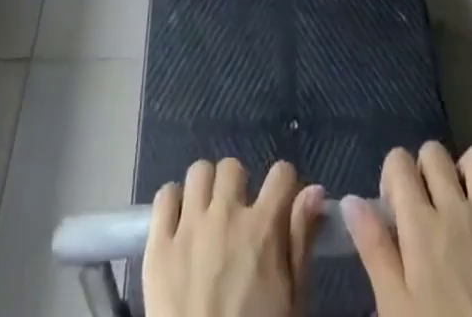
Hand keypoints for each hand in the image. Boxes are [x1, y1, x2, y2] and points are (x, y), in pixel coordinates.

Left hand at [143, 158, 325, 316]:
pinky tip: (180, 226)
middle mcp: (225, 215)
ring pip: (199, 172)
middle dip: (239, 188)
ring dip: (206, 190)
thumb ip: (301, 242)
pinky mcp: (158, 244)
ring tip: (207, 218)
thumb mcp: (292, 303)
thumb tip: (314, 191)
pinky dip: (173, 203)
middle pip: (233, 168)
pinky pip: (164, 196)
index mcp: (263, 230)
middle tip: (237, 219)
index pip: (281, 174)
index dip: (284, 186)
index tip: (280, 203)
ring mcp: (189, 226)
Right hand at [341, 143, 471, 316]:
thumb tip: (351, 200)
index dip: (391, 179)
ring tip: (458, 206)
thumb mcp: (395, 310)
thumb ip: (373, 249)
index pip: (398, 161)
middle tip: (422, 211)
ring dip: (465, 173)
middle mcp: (457, 209)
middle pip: (434, 152)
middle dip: (423, 170)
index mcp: (421, 223)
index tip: (392, 213)